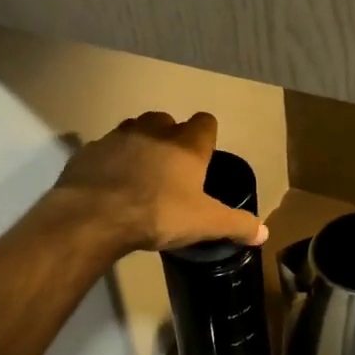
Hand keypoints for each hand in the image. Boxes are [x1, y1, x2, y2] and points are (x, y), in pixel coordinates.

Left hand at [53, 111, 265, 253]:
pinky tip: (110, 185)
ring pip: (134, 130)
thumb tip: (264, 233)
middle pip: (167, 122)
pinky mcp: (89, 151)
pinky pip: (105, 150)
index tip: (204, 157)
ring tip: (140, 174)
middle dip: (171, 138)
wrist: (95, 216)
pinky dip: (110, 162)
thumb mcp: (205, 224)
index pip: (205, 122)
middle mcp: (154, 131)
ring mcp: (117, 137)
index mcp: (186, 144)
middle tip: (172, 168)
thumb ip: (236, 224)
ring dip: (140, 145)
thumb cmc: (158, 214)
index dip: (206, 137)